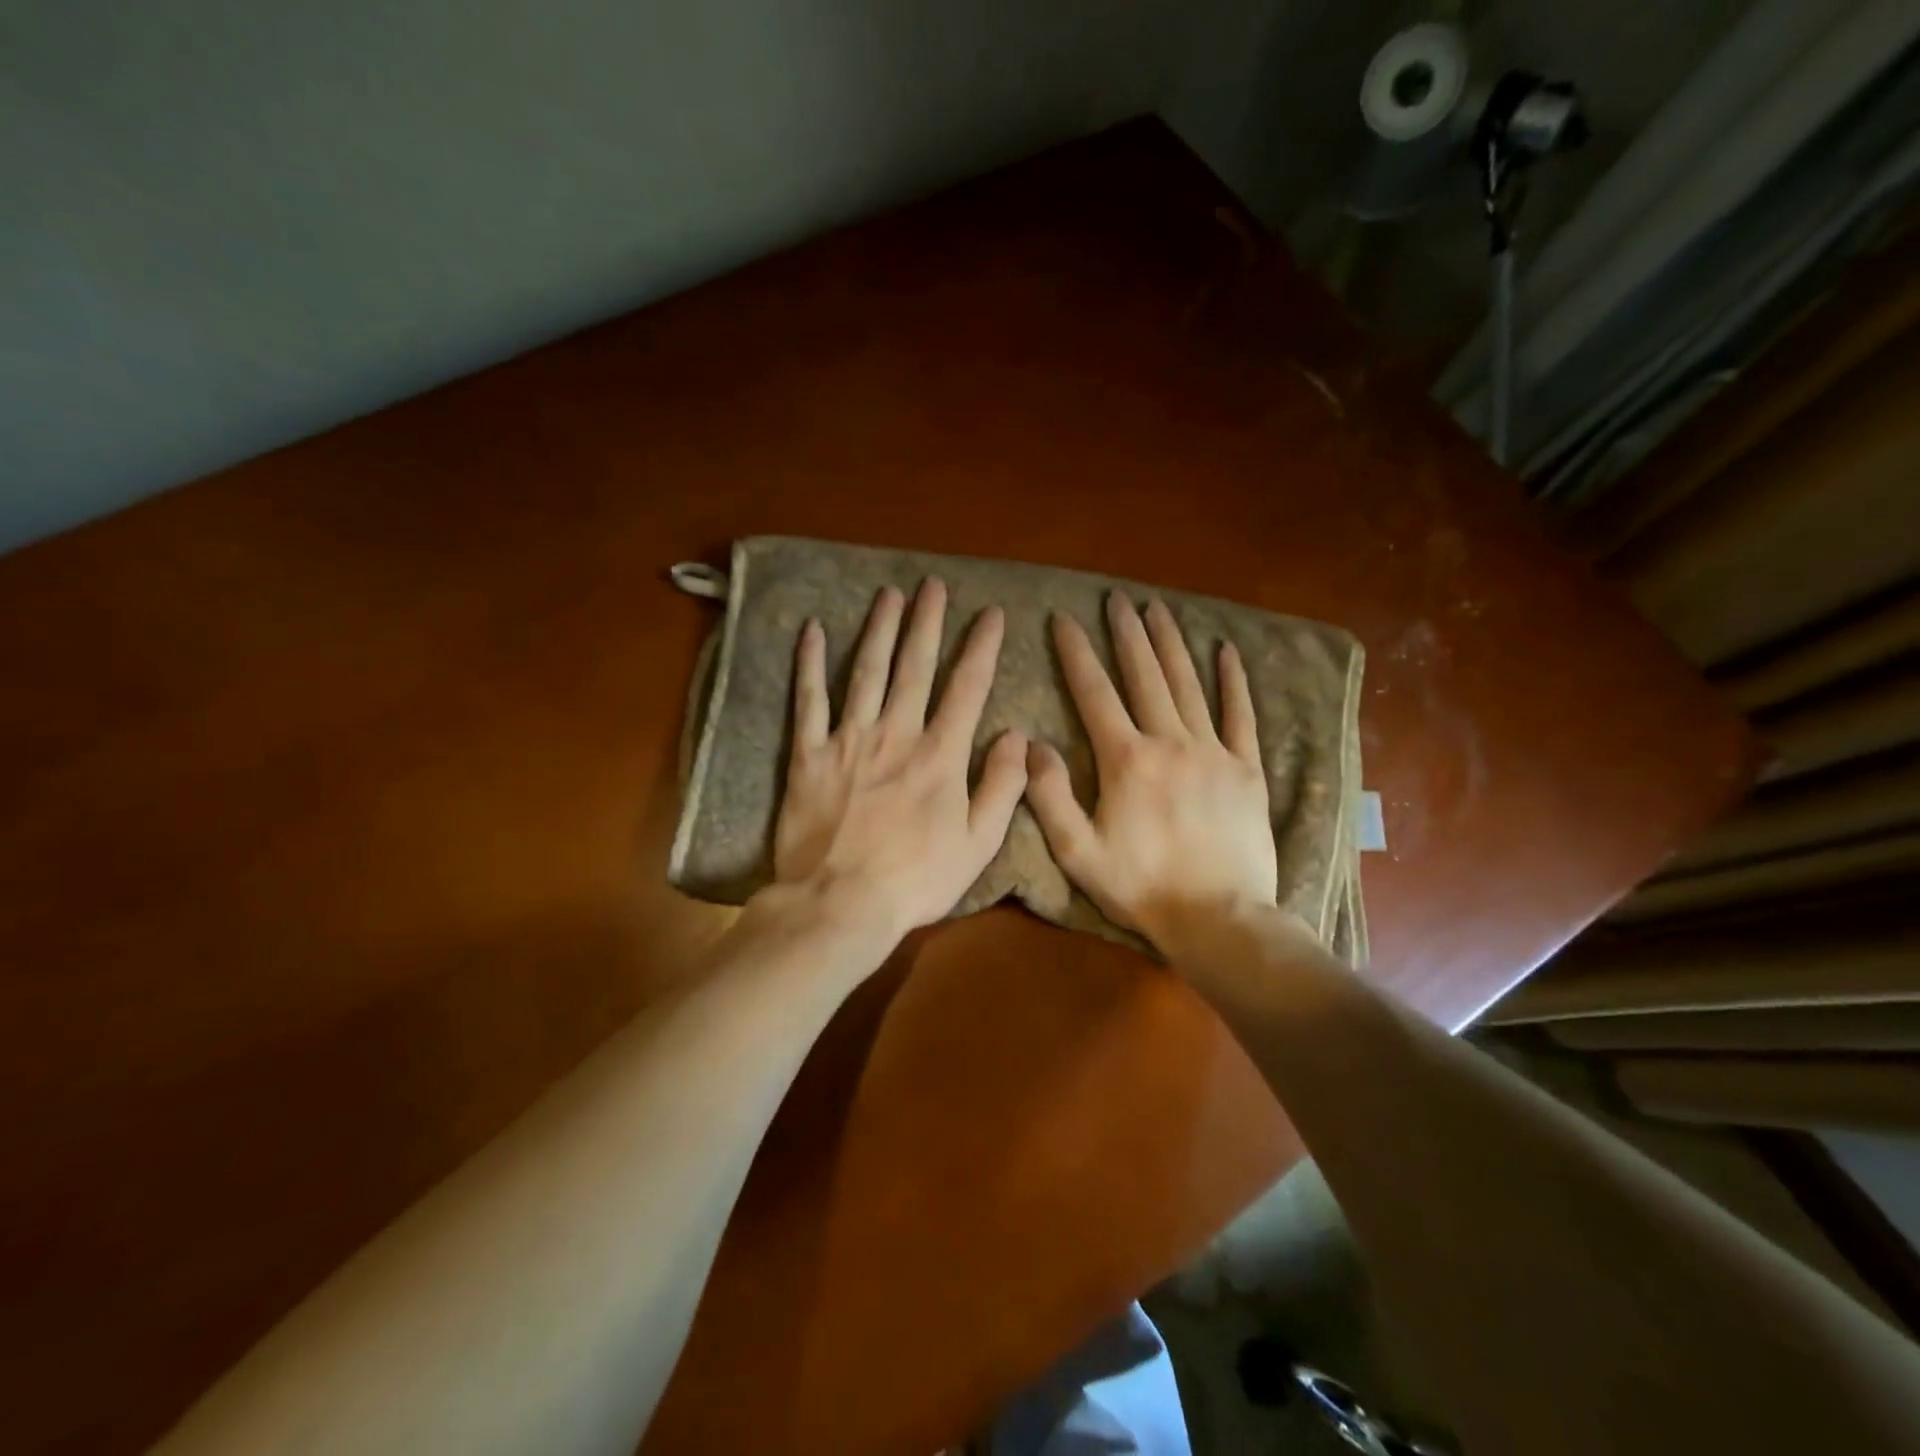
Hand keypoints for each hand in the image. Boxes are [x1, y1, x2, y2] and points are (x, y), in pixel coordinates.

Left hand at [773, 578, 1027, 944]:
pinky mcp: (808, 754)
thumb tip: (1018, 736)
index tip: (991, 614)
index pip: (967, 688)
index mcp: (940, 755)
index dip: (981, 647)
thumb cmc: (916, 880)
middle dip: (926, 622)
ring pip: (866, 671)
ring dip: (879, 629)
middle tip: (932, 585)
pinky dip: (809, 663)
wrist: (839, 903)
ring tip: (888, 595)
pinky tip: (811, 630)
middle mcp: (896, 733)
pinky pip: (808, 700)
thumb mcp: (978, 843)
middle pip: (914, 666)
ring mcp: (848, 739)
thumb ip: (1002, 786)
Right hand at [1025, 592, 1279, 953]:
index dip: (1076, 652)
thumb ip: (1050, 795)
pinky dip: (1233, 681)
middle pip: (1144, 676)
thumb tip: (1031, 745)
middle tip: (1118, 599)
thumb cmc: (1140, 887)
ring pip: (1188, 684)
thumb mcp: (1077, 851)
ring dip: (1171, 644)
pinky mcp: (1246, 769)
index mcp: (1125, 760)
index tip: (1064, 619)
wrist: (1218, 918)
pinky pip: (1240, 715)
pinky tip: (1227, 652)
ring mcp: (1213, 752)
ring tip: (1158, 609)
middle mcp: (1169, 742)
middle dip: (1127, 634)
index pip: (1094, 693)